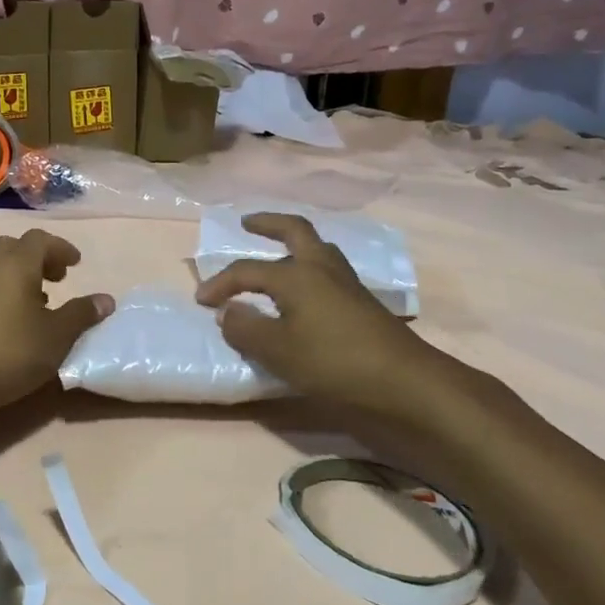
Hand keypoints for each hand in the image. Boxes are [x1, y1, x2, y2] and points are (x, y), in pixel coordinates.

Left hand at [0, 229, 112, 410]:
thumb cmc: (11, 351)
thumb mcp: (57, 335)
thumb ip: (82, 314)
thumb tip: (105, 299)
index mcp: (16, 265)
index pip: (40, 240)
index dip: (61, 248)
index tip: (76, 265)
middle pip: (13, 248)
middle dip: (37, 258)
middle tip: (56, 279)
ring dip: (20, 278)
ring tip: (39, 306)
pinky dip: (4, 295)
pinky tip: (13, 326)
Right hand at [194, 213, 467, 417]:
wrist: (402, 380)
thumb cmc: (333, 362)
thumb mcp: (277, 350)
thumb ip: (245, 328)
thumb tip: (228, 311)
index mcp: (296, 274)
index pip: (247, 270)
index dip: (220, 283)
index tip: (201, 301)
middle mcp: (321, 267)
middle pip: (294, 229)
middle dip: (268, 223)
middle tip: (247, 223)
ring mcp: (346, 282)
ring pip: (316, 248)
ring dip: (293, 243)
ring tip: (276, 254)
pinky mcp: (361, 301)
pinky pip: (328, 269)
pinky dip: (309, 267)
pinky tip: (304, 291)